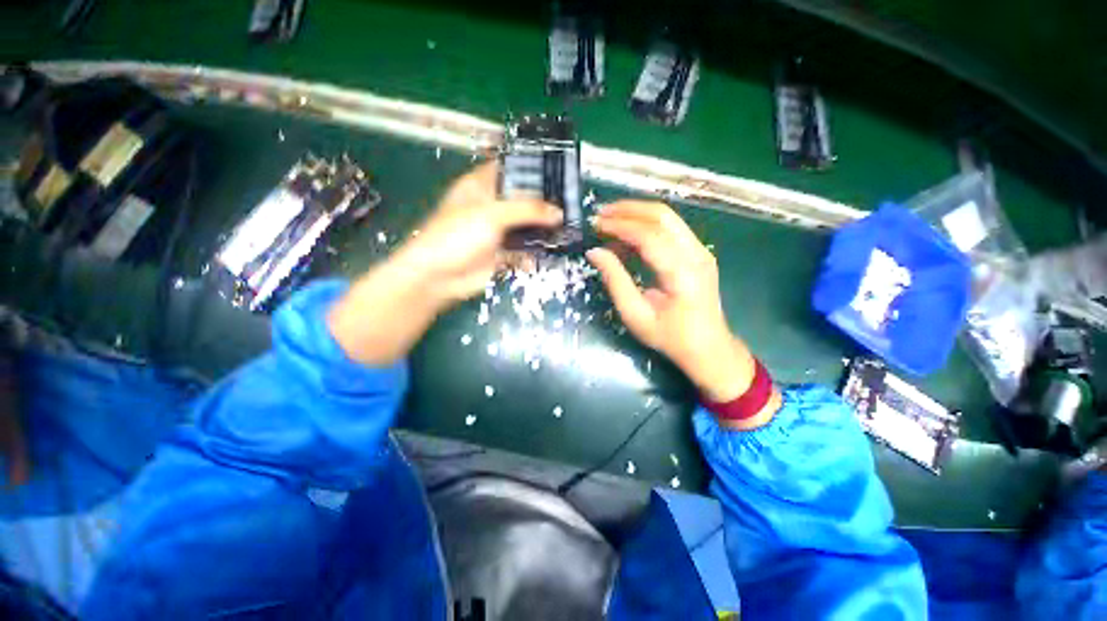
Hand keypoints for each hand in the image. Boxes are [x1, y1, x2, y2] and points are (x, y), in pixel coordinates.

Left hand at [328, 163, 560, 365]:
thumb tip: (559, 213)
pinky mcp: (502, 254)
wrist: (438, 277)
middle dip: (544, 203)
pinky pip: (524, 251)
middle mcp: (492, 206)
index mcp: (482, 186)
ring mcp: (498, 232)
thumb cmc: (458, 235)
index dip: (532, 167)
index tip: (558, 170)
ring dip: (543, 230)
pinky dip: (535, 253)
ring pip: (526, 227)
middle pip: (523, 200)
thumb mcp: (492, 214)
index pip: (510, 168)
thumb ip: (527, 210)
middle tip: (571, 204)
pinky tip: (547, 254)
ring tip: (567, 230)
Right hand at [586, 201, 778, 427]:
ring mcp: (701, 251)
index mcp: (682, 272)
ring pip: (668, 217)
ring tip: (609, 222)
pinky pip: (671, 229)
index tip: (595, 224)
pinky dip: (647, 226)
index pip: (649, 235)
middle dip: (628, 209)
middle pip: (662, 215)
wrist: (708, 348)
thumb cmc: (670, 337)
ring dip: (637, 214)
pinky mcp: (699, 253)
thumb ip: (615, 280)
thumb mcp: (635, 315)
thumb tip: (594, 252)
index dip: (619, 225)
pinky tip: (628, 238)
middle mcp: (696, 254)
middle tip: (600, 214)